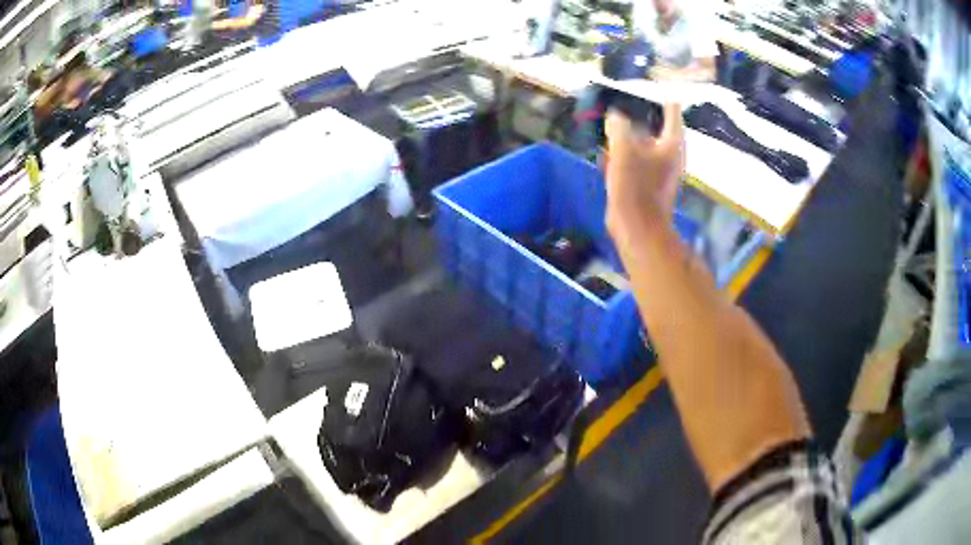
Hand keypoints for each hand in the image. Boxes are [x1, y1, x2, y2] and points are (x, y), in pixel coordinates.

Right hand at [604, 102, 684, 240]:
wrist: (637, 227)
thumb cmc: (636, 186)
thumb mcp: (623, 149)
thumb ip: (618, 127)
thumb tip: (614, 116)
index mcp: (672, 143)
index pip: (672, 112)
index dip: (663, 98)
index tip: (654, 88)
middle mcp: (670, 155)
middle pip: (656, 129)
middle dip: (639, 118)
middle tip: (622, 106)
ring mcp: (659, 171)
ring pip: (644, 146)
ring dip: (628, 138)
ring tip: (609, 128)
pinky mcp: (647, 185)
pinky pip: (636, 163)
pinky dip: (624, 156)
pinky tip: (606, 155)